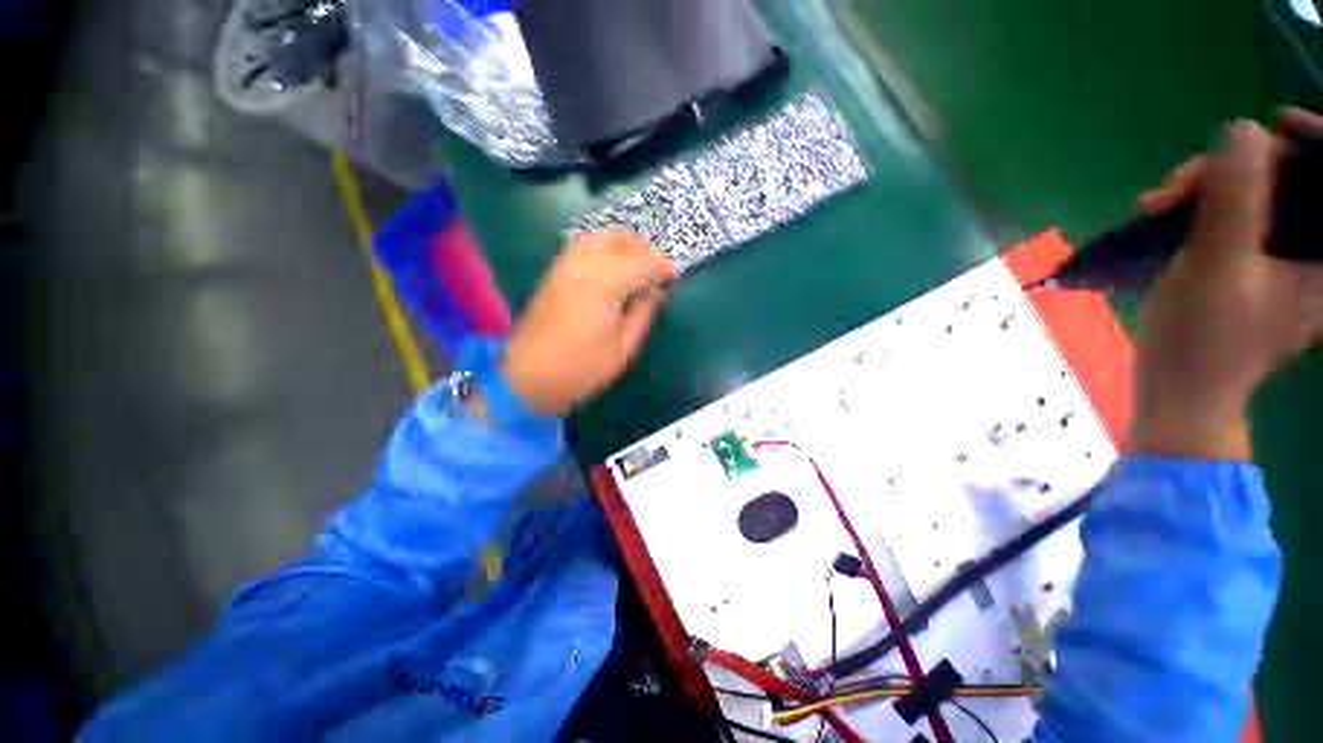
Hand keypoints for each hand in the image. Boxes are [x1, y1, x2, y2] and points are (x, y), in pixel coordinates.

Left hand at [499, 232, 677, 416]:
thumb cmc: (580, 369)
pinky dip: (601, 247)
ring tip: (637, 259)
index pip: (640, 262)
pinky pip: (580, 248)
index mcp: (602, 286)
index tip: (676, 275)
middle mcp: (581, 268)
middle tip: (658, 265)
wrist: (526, 379)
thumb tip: (657, 293)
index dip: (662, 265)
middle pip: (616, 241)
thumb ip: (643, 315)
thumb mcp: (622, 349)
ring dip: (621, 243)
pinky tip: (610, 264)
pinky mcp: (552, 276)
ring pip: (596, 239)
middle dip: (642, 247)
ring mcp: (563, 269)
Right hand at [1131, 114, 1322, 459]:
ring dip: (1210, 190)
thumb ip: (1235, 199)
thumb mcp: (1217, 267)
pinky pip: (1238, 214)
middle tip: (1180, 186)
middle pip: (1292, 180)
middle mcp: (1316, 252)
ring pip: (1258, 194)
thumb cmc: (1204, 341)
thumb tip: (1243, 130)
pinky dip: (1203, 208)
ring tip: (1159, 205)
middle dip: (1236, 171)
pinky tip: (1169, 214)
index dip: (1314, 140)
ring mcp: (1284, 257)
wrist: (1180, 390)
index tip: (1275, 124)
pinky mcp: (1253, 262)